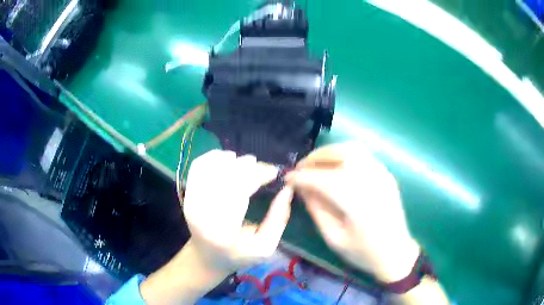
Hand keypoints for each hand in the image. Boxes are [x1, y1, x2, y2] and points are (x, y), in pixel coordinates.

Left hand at [183, 150, 293, 272]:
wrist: (206, 257)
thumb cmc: (238, 255)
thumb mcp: (265, 246)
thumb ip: (278, 219)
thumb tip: (287, 189)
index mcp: (221, 231)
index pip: (238, 191)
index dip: (257, 176)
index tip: (274, 172)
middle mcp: (201, 213)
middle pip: (224, 177)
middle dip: (247, 166)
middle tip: (264, 168)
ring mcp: (191, 201)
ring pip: (210, 168)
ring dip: (232, 161)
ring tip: (248, 163)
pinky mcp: (187, 193)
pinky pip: (198, 166)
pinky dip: (214, 157)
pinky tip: (228, 159)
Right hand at [286, 142, 419, 282]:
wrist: (395, 252)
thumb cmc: (363, 251)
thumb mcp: (333, 237)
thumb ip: (316, 209)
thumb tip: (301, 187)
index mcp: (356, 200)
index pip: (322, 179)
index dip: (301, 177)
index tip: (287, 178)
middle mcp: (371, 180)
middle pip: (340, 154)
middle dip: (315, 158)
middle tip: (300, 167)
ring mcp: (381, 173)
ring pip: (352, 149)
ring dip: (330, 152)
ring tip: (315, 164)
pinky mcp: (386, 173)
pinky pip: (363, 155)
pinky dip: (344, 155)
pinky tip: (336, 167)